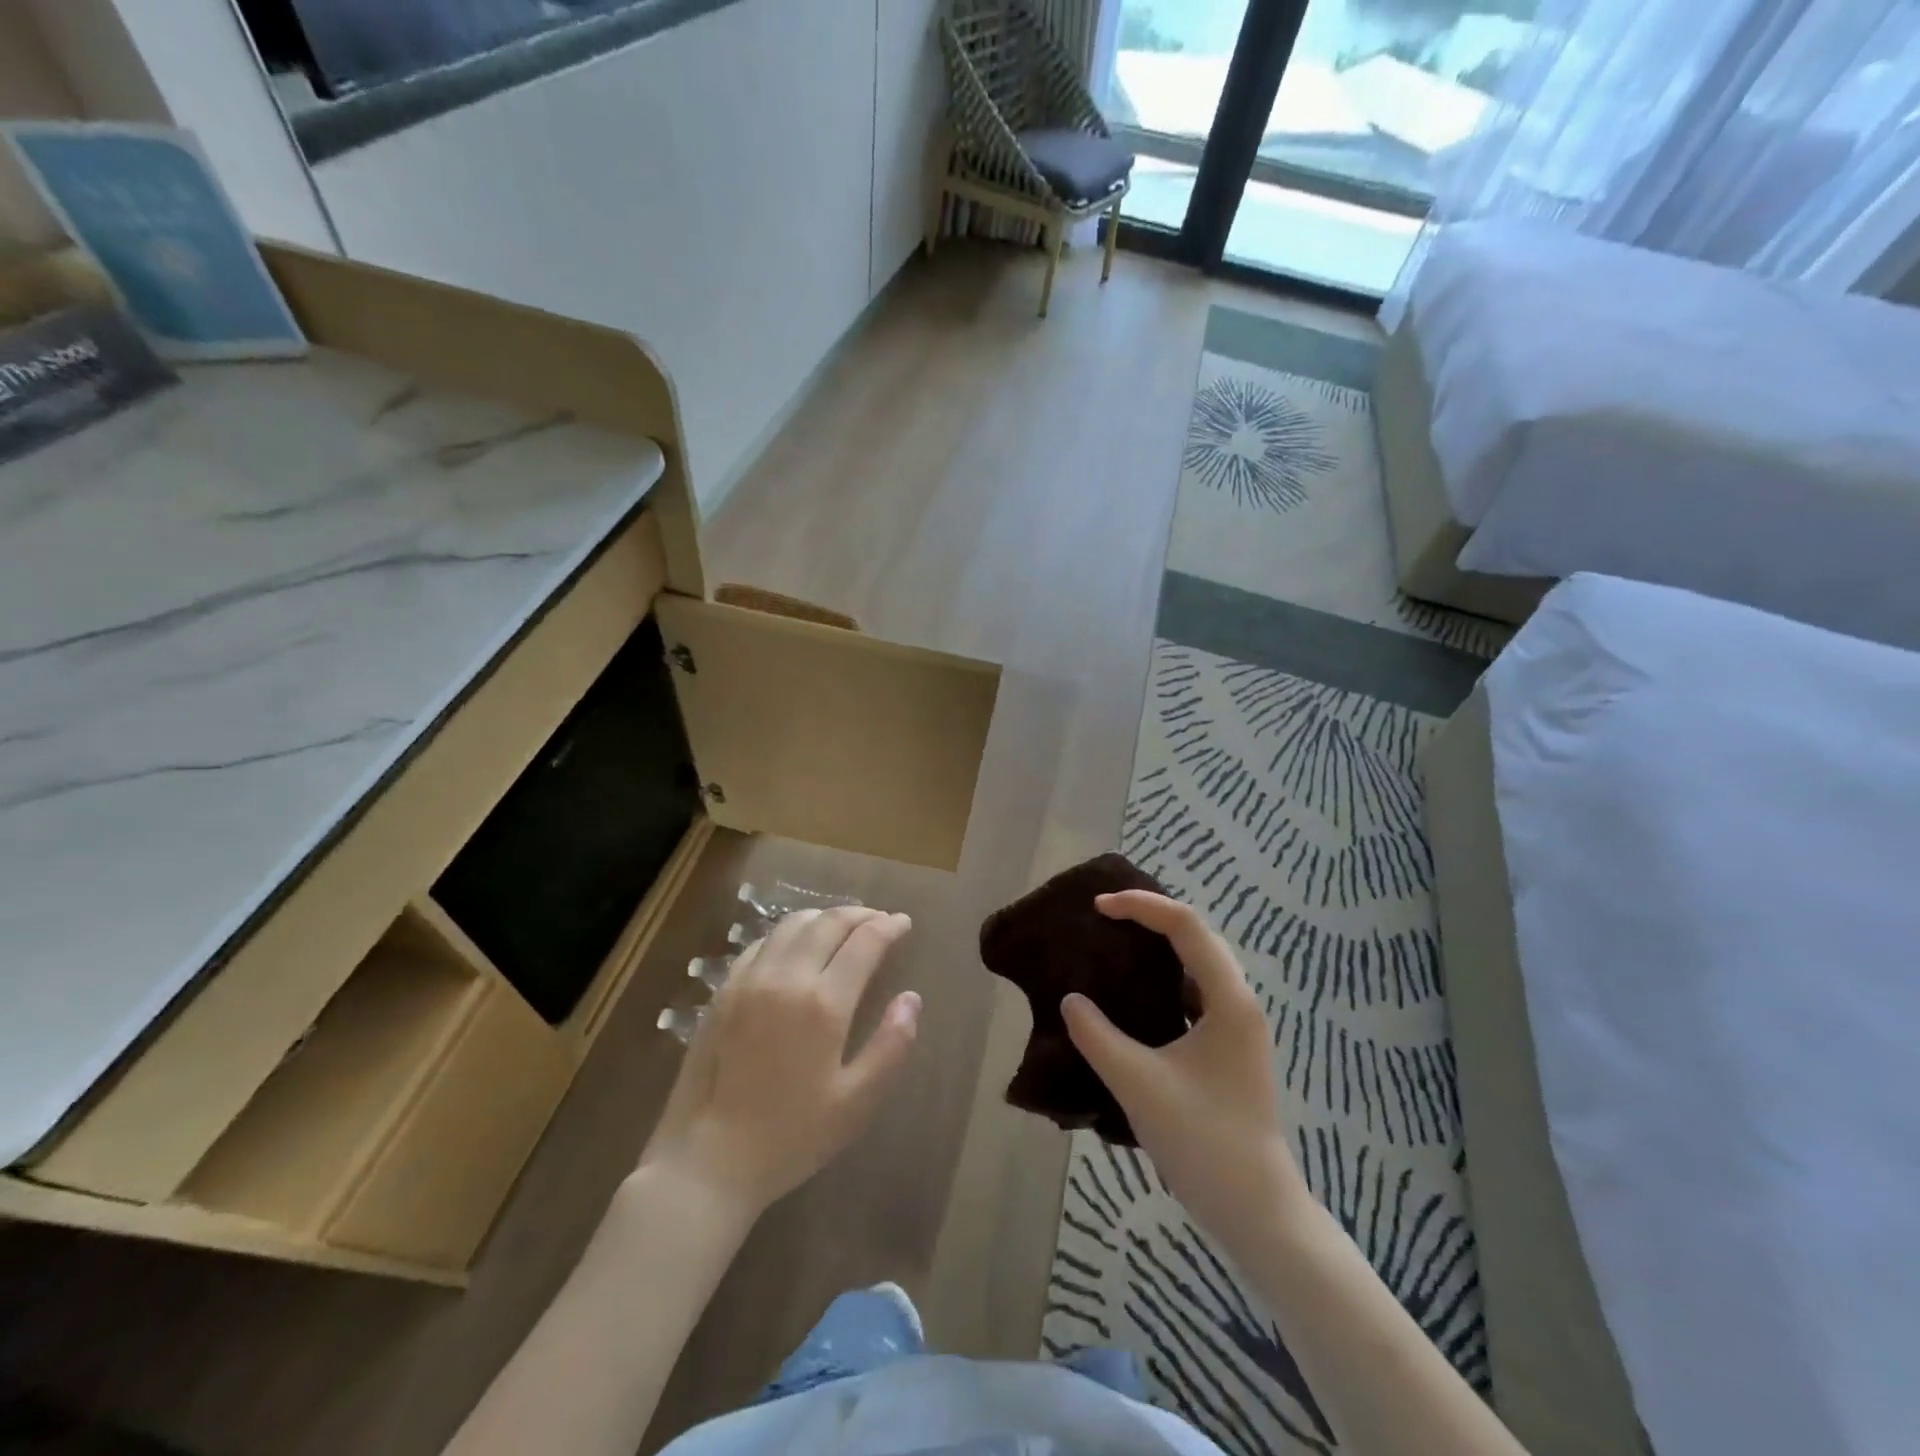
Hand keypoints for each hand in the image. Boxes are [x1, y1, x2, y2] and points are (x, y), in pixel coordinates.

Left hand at [640, 906, 921, 1213]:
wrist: (707, 1162)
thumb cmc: (790, 1137)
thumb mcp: (856, 1103)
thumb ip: (891, 1046)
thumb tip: (911, 998)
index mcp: (824, 1004)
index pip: (864, 942)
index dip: (889, 926)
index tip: (904, 923)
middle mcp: (786, 978)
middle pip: (829, 923)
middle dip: (860, 914)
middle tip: (879, 920)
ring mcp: (749, 981)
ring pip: (792, 925)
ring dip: (824, 917)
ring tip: (842, 926)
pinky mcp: (723, 992)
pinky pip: (761, 943)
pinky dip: (788, 933)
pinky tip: (795, 946)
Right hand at [1062, 891, 1308, 1245]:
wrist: (1256, 1211)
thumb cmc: (1203, 1141)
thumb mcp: (1138, 1084)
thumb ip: (1097, 1036)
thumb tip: (1070, 1001)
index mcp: (1229, 1000)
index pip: (1186, 926)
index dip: (1141, 906)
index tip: (1098, 908)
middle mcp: (1239, 1003)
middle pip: (1196, 936)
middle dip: (1151, 917)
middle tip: (1104, 916)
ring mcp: (1236, 1027)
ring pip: (1196, 965)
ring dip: (1158, 947)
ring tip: (1114, 943)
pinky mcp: (1227, 1049)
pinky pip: (1192, 993)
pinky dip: (1161, 980)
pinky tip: (1131, 995)